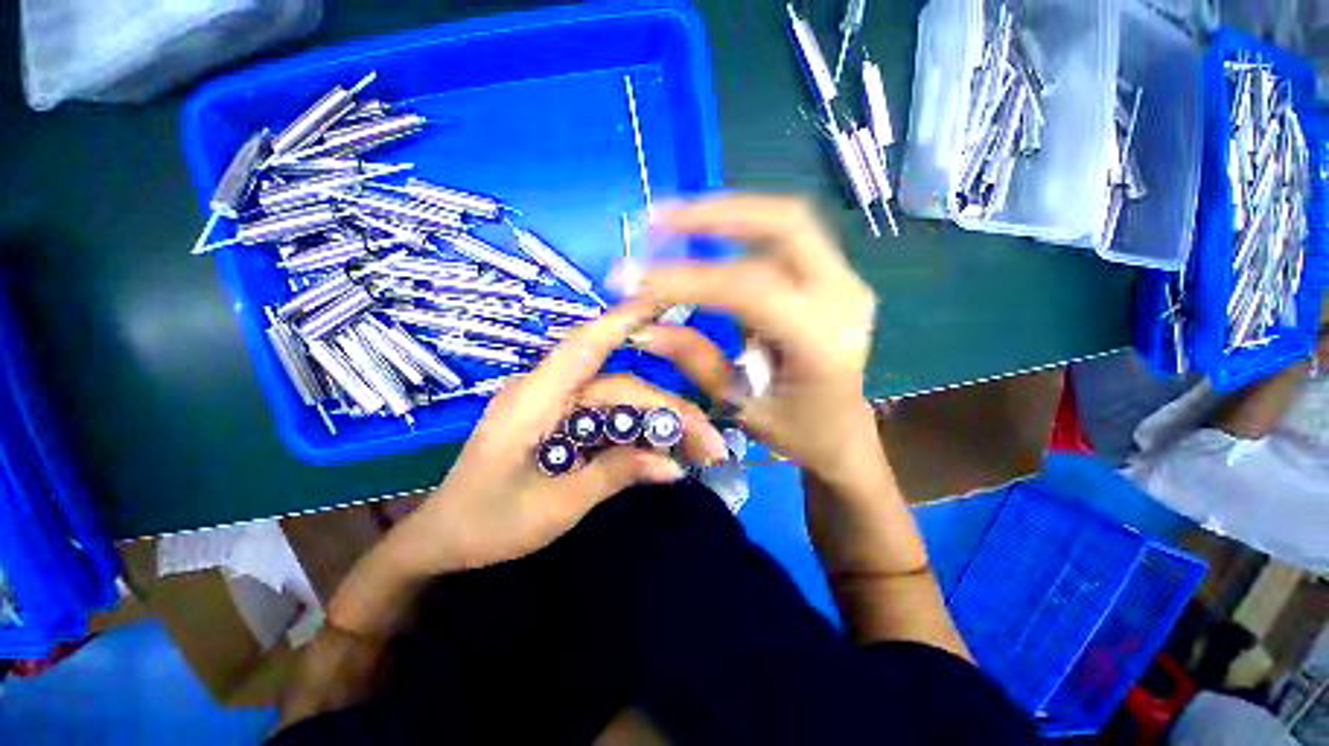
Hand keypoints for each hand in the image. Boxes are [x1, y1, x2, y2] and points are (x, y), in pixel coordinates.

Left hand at [401, 301, 730, 574]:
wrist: (443, 542)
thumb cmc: (487, 524)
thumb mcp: (555, 506)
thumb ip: (614, 475)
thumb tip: (672, 466)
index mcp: (534, 399)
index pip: (586, 345)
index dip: (625, 319)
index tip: (666, 301)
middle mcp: (548, 392)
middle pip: (621, 387)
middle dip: (668, 411)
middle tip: (710, 444)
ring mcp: (556, 408)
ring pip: (619, 403)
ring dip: (658, 424)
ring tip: (695, 453)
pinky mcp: (561, 424)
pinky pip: (607, 420)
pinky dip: (636, 435)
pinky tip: (660, 455)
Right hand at [623, 195, 879, 481]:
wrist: (844, 433)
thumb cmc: (796, 432)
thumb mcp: (740, 405)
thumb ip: (695, 359)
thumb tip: (642, 326)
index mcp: (822, 343)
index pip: (750, 290)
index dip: (688, 280)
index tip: (635, 279)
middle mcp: (843, 298)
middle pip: (785, 224)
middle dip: (715, 214)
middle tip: (658, 220)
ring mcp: (844, 281)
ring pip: (787, 221)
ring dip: (727, 214)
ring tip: (673, 221)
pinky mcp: (834, 276)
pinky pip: (785, 237)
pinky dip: (741, 230)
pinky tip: (707, 235)